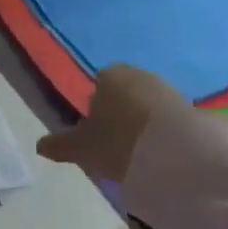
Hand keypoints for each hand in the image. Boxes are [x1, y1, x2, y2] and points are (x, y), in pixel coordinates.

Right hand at [35, 64, 188, 184]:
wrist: (173, 150)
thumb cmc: (118, 140)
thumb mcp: (83, 147)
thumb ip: (61, 144)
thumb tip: (39, 145)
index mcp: (109, 74)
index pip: (97, 87)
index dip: (96, 111)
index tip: (97, 137)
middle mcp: (137, 73)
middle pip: (123, 95)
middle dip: (120, 116)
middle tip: (117, 148)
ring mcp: (165, 87)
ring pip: (145, 106)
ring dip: (142, 124)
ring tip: (139, 155)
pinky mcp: (188, 106)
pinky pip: (166, 119)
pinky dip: (161, 132)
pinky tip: (159, 154)